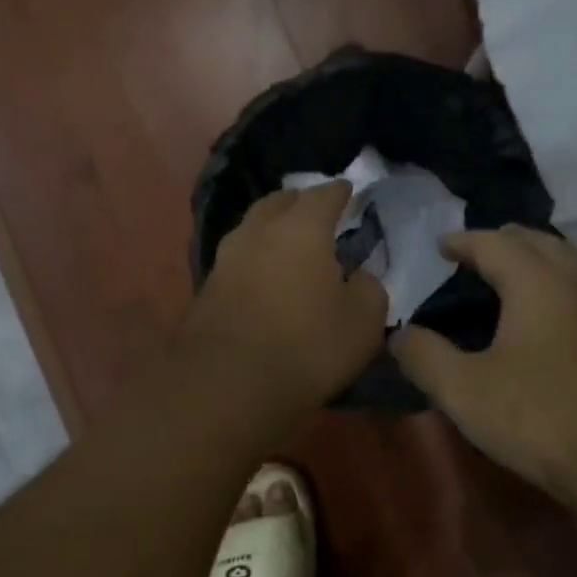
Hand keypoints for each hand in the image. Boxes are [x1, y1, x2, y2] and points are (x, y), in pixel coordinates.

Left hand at [182, 181, 389, 410]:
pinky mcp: (207, 288)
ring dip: (272, 228)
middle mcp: (259, 231)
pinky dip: (256, 257)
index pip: (324, 195)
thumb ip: (369, 289)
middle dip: (299, 201)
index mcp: (301, 228)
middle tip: (316, 211)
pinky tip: (264, 274)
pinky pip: (239, 258)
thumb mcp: (363, 322)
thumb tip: (358, 276)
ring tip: (289, 241)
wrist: (226, 386)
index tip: (349, 191)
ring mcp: (227, 258)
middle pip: (279, 202)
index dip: (340, 192)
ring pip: (253, 228)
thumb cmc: (306, 347)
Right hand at [391, 226, 576, 498]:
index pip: (494, 242)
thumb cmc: (543, 417)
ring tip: (512, 282)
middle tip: (474, 257)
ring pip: (571, 262)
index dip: (463, 241)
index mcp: (537, 280)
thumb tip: (398, 335)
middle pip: (538, 241)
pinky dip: (561, 287)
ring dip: (538, 261)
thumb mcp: (465, 391)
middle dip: (503, 243)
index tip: (442, 245)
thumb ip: (424, 356)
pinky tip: (553, 319)